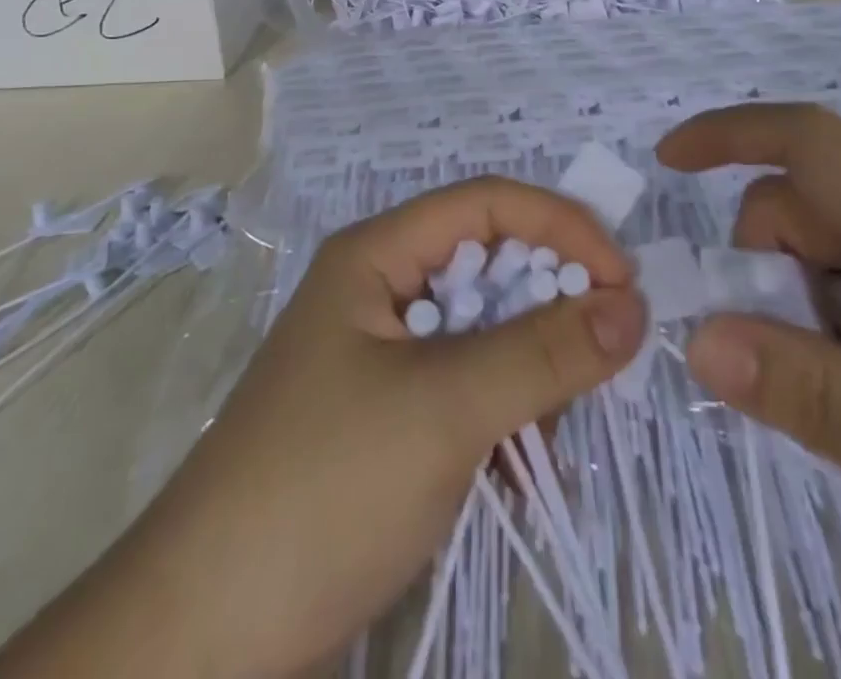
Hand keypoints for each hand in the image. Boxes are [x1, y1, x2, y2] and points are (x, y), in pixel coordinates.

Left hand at [0, 179, 645, 678]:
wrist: (205, 635)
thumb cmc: (325, 487)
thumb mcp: (445, 408)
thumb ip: (544, 351)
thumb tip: (635, 304)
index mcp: (377, 254)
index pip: (488, 203)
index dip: (561, 226)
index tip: (624, 284)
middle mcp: (380, 288)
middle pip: (490, 263)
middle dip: (551, 304)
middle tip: (601, 362)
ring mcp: (382, 353)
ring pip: (485, 330)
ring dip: (530, 370)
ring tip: (545, 438)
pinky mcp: (387, 413)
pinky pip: (468, 385)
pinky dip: (504, 414)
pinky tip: (517, 471)